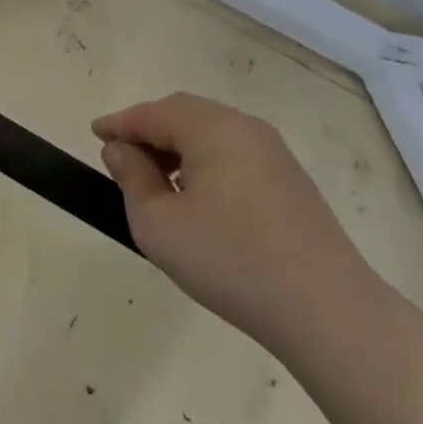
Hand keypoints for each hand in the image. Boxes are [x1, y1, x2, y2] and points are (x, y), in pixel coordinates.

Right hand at [92, 93, 379, 351]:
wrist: (328, 310)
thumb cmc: (230, 261)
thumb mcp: (159, 224)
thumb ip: (132, 178)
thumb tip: (121, 150)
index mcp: (213, 129)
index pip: (153, 113)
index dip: (119, 123)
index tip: (94, 134)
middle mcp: (246, 128)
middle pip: (185, 113)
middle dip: (148, 129)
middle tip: (121, 155)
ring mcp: (275, 154)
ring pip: (212, 131)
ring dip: (176, 145)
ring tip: (153, 180)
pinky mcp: (291, 180)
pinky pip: (234, 152)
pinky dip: (204, 160)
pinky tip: (195, 196)